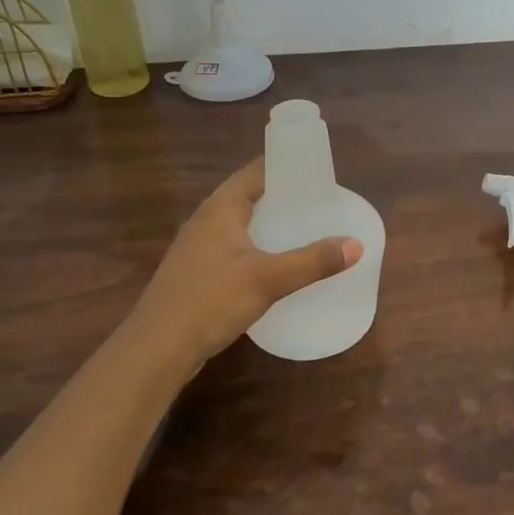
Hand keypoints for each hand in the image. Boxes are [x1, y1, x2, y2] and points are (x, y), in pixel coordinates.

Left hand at [132, 159, 360, 364]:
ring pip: (240, 223)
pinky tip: (275, 263)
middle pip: (248, 196)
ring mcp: (197, 247)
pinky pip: (233, 246)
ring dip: (269, 223)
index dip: (285, 166)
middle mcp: (205, 220)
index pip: (256, 171)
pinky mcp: (196, 272)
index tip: (317, 170)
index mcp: (220, 209)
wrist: (157, 349)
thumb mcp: (268, 279)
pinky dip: (257, 246)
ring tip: (304, 228)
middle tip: (319, 201)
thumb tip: (356, 245)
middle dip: (282, 196)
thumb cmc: (211, 301)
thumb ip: (313, 262)